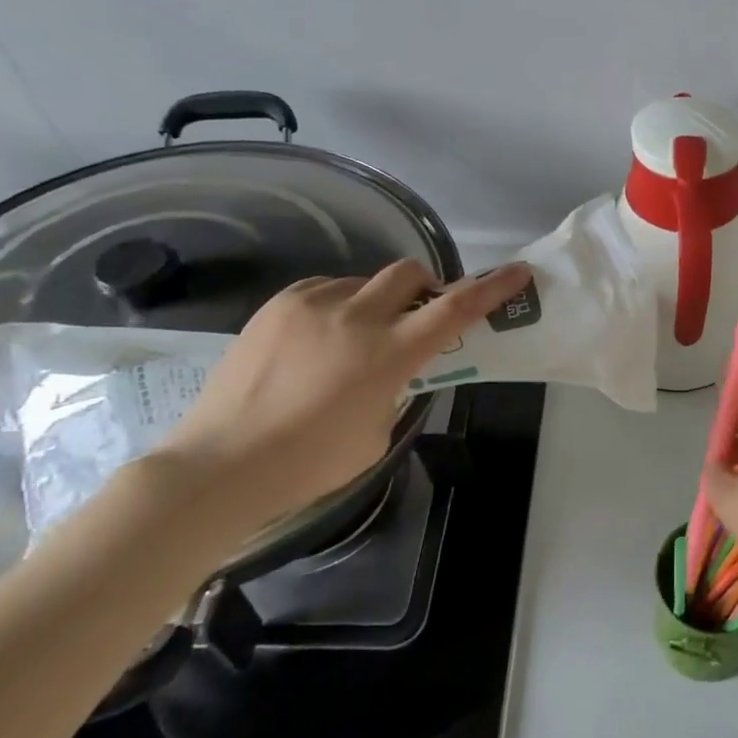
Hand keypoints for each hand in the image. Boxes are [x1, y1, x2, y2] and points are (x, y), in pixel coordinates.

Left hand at [141, 260, 531, 553]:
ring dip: (376, 302)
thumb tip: (392, 370)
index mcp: (388, 354)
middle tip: (419, 314)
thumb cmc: (309, 464)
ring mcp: (312, 305)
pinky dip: (338, 307)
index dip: (491, 288)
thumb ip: (396, 390)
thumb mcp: (377, 434)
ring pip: (363, 282)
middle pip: (409, 274)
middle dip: (426, 286)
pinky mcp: (277, 305)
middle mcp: (355, 317)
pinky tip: (320, 340)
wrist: (219, 466)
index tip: (518, 271)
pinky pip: (324, 291)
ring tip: (355, 339)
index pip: (454, 310)